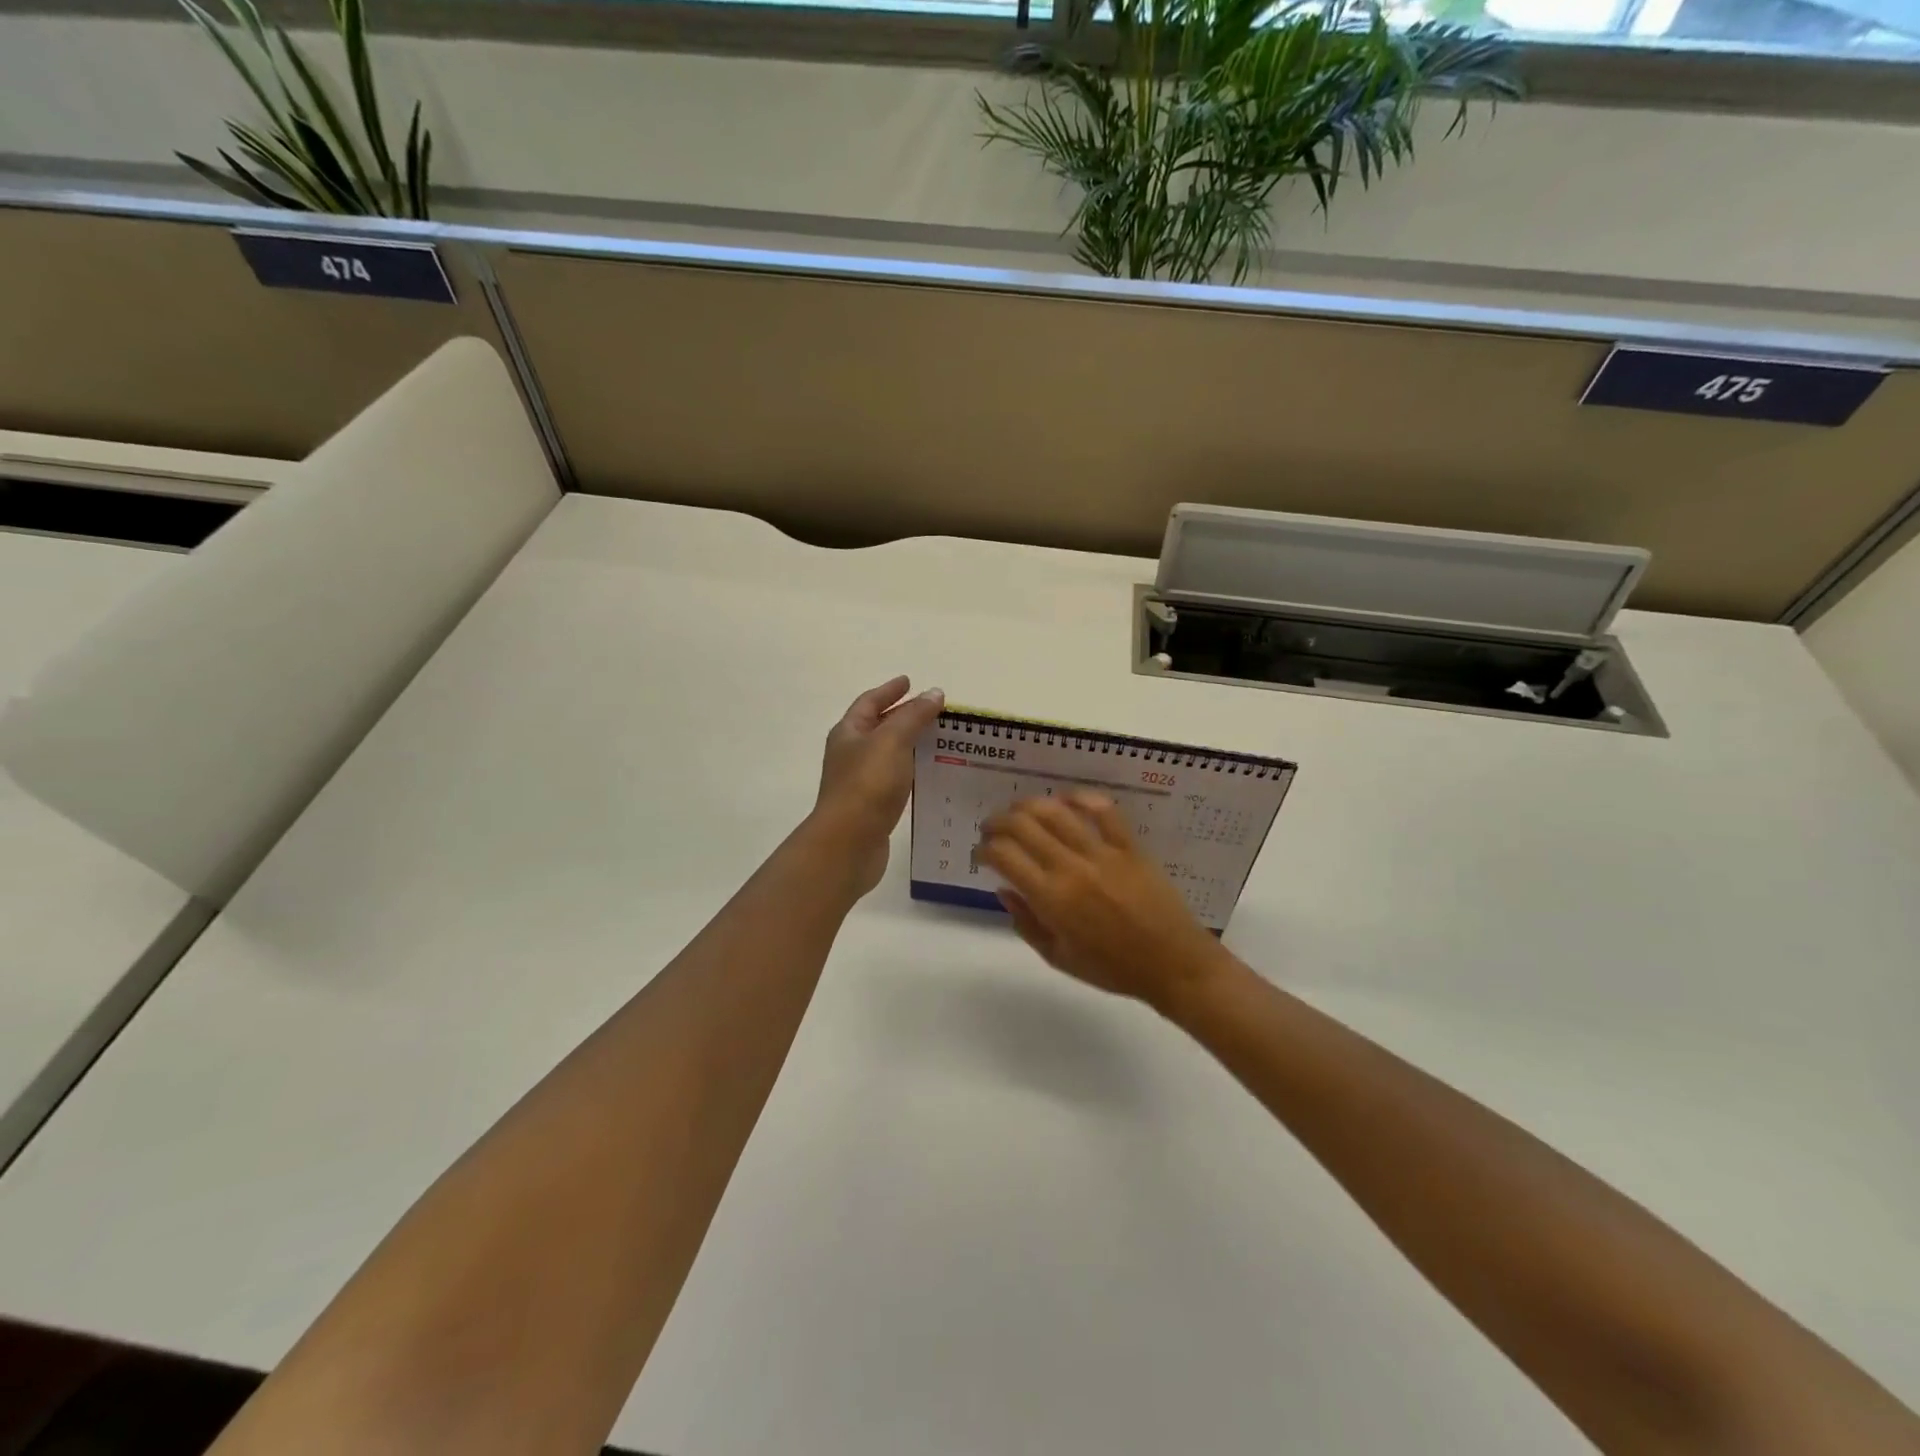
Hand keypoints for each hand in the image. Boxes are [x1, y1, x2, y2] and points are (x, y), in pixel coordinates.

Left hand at [813, 676, 944, 896]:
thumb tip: (934, 693)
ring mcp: (860, 782)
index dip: (889, 690)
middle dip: (903, 716)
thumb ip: (914, 716)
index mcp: (849, 733)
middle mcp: (850, 754)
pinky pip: (895, 780)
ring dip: (910, 745)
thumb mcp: (892, 741)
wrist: (849, 843)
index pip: (869, 702)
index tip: (909, 681)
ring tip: (939, 740)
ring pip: (888, 754)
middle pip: (878, 727)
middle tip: (933, 711)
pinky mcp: (872, 807)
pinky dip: (912, 771)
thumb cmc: (868, 785)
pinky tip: (930, 775)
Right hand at [980, 791, 1232, 1014]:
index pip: (1004, 856)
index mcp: (1051, 899)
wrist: (1172, 964)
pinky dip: (1080, 798)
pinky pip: (1103, 810)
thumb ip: (1026, 923)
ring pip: (1056, 811)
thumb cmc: (1112, 968)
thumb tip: (1004, 889)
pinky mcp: (1129, 846)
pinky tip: (1065, 799)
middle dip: (998, 822)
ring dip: (1028, 805)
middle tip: (992, 829)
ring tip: (1019, 811)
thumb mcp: (1058, 957)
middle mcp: (1071, 868)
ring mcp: (1102, 853)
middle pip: (1022, 825)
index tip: (981, 854)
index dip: (984, 849)